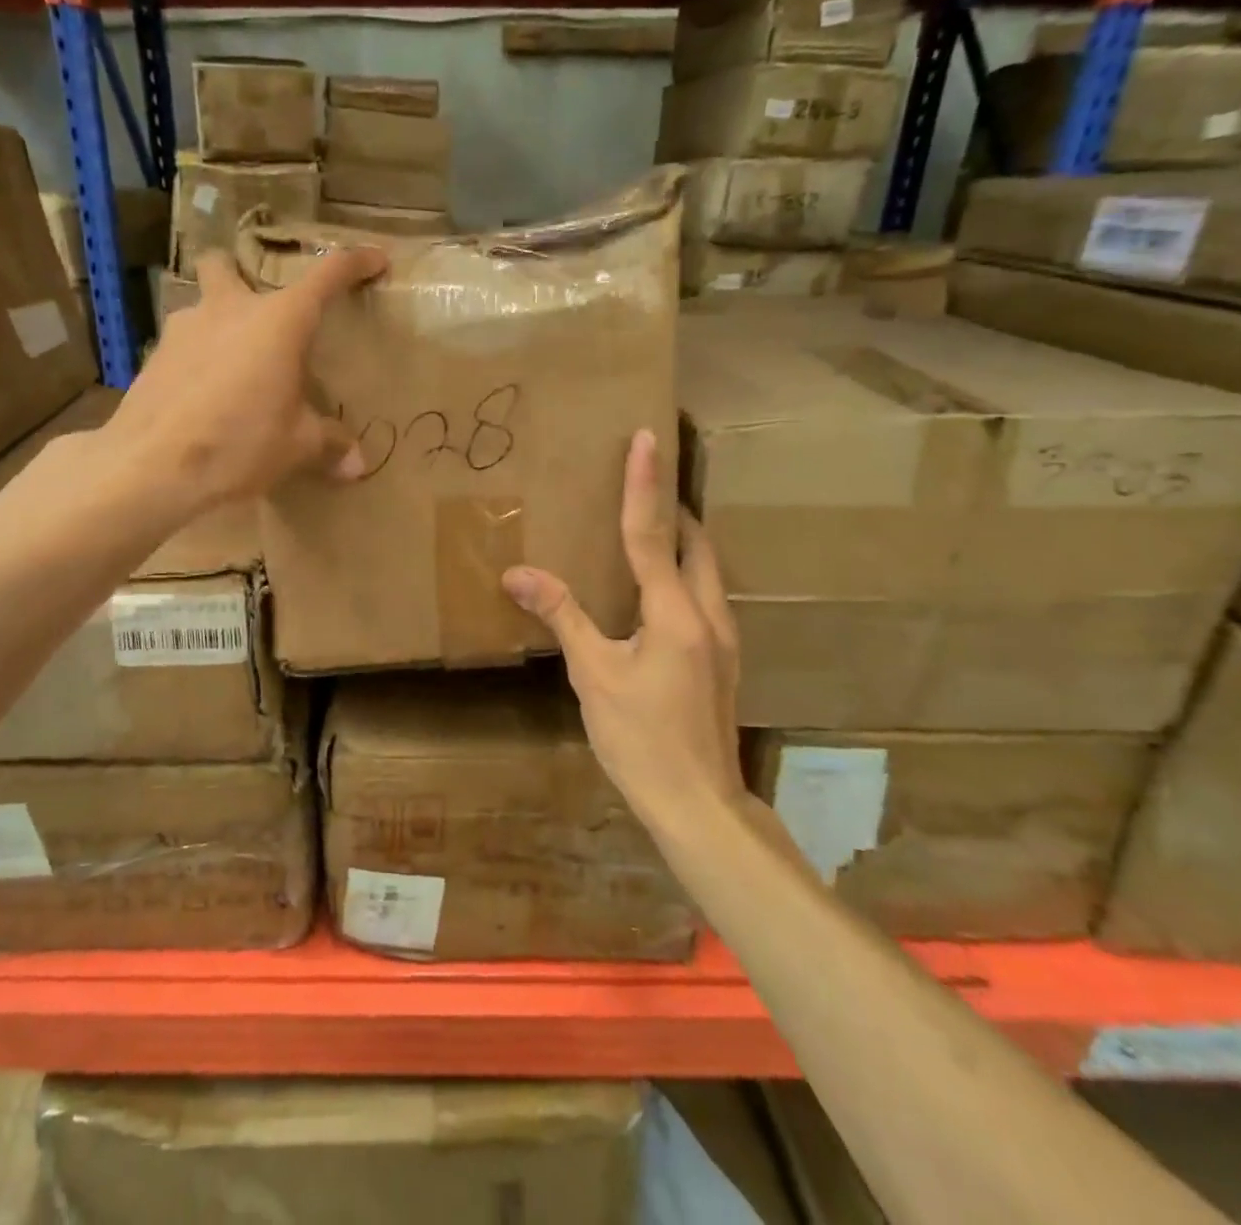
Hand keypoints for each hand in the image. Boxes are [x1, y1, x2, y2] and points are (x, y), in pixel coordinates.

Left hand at [108, 243, 387, 513]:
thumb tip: (359, 466)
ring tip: (232, 366)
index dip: (356, 262)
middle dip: (239, 273)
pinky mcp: (154, 357)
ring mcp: (184, 329)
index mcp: (279, 321)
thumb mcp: (296, 446)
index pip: (327, 275)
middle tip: (258, 310)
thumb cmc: (240, 444)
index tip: (376, 260)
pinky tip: (203, 397)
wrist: (152, 467)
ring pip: (200, 305)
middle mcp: (229, 310)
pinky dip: (197, 360)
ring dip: (217, 323)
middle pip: (225, 264)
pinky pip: (182, 345)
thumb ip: (329, 445)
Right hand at [501, 430, 745, 830]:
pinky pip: (705, 594)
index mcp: (676, 613)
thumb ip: (561, 616)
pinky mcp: (723, 658)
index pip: (653, 534)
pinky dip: (683, 572)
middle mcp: (708, 614)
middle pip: (696, 543)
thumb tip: (517, 574)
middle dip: (673, 507)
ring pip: (707, 569)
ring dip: (682, 539)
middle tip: (644, 481)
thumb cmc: (641, 739)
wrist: (698, 803)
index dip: (644, 485)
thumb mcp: (593, 675)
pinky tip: (658, 588)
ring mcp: (723, 638)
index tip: (646, 438)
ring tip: (650, 524)